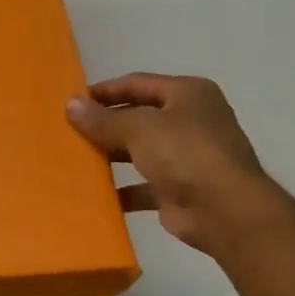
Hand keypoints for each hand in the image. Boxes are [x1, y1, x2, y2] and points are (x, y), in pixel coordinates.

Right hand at [66, 73, 288, 258]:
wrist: (225, 212)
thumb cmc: (185, 154)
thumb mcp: (139, 128)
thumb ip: (103, 119)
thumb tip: (71, 104)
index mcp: (188, 94)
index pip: (137, 84)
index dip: (104, 91)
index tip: (71, 101)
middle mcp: (190, 121)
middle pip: (138, 117)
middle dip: (105, 125)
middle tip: (68, 131)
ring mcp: (187, 157)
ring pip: (139, 151)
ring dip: (111, 156)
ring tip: (75, 159)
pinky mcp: (180, 190)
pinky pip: (143, 186)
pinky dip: (121, 189)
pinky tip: (94, 193)